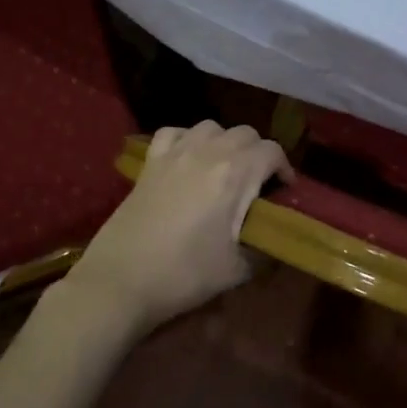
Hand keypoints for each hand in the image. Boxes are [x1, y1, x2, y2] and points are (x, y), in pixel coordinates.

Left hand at [62, 121, 288, 337]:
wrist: (122, 280)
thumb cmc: (185, 274)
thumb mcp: (237, 269)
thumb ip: (264, 249)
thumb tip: (274, 242)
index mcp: (235, 173)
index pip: (272, 151)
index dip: (284, 169)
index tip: (283, 192)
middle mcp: (208, 152)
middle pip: (245, 133)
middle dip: (258, 154)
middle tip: (257, 184)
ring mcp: (175, 152)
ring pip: (211, 127)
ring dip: (225, 142)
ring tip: (224, 169)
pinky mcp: (150, 161)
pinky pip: (174, 133)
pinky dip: (187, 139)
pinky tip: (188, 159)